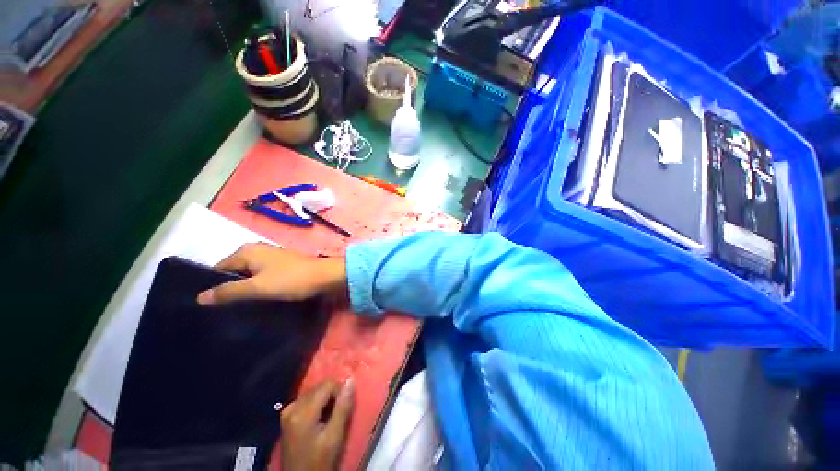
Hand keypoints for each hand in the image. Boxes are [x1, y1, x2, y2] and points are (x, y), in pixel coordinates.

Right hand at [196, 243, 346, 305]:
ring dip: (245, 289)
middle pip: (234, 271)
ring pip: (249, 275)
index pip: (219, 268)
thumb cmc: (292, 279)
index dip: (213, 286)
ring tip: (237, 309)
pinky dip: (258, 287)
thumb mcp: (258, 287)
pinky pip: (263, 277)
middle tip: (222, 311)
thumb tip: (199, 297)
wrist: (326, 276)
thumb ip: (229, 291)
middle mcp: (258, 250)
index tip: (208, 307)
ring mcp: (272, 258)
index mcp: (247, 251)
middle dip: (229, 289)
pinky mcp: (283, 266)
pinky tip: (257, 301)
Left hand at [281, 379, 354, 470]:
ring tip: (331, 416)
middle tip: (339, 412)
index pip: (327, 384)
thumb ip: (343, 407)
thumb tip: (350, 381)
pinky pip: (307, 399)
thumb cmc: (320, 461)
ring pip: (314, 391)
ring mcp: (287, 411)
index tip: (345, 405)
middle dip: (333, 394)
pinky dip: (317, 403)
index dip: (340, 390)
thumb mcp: (335, 436)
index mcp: (302, 412)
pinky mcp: (287, 416)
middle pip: (319, 387)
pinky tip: (321, 418)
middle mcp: (292, 407)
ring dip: (326, 399)